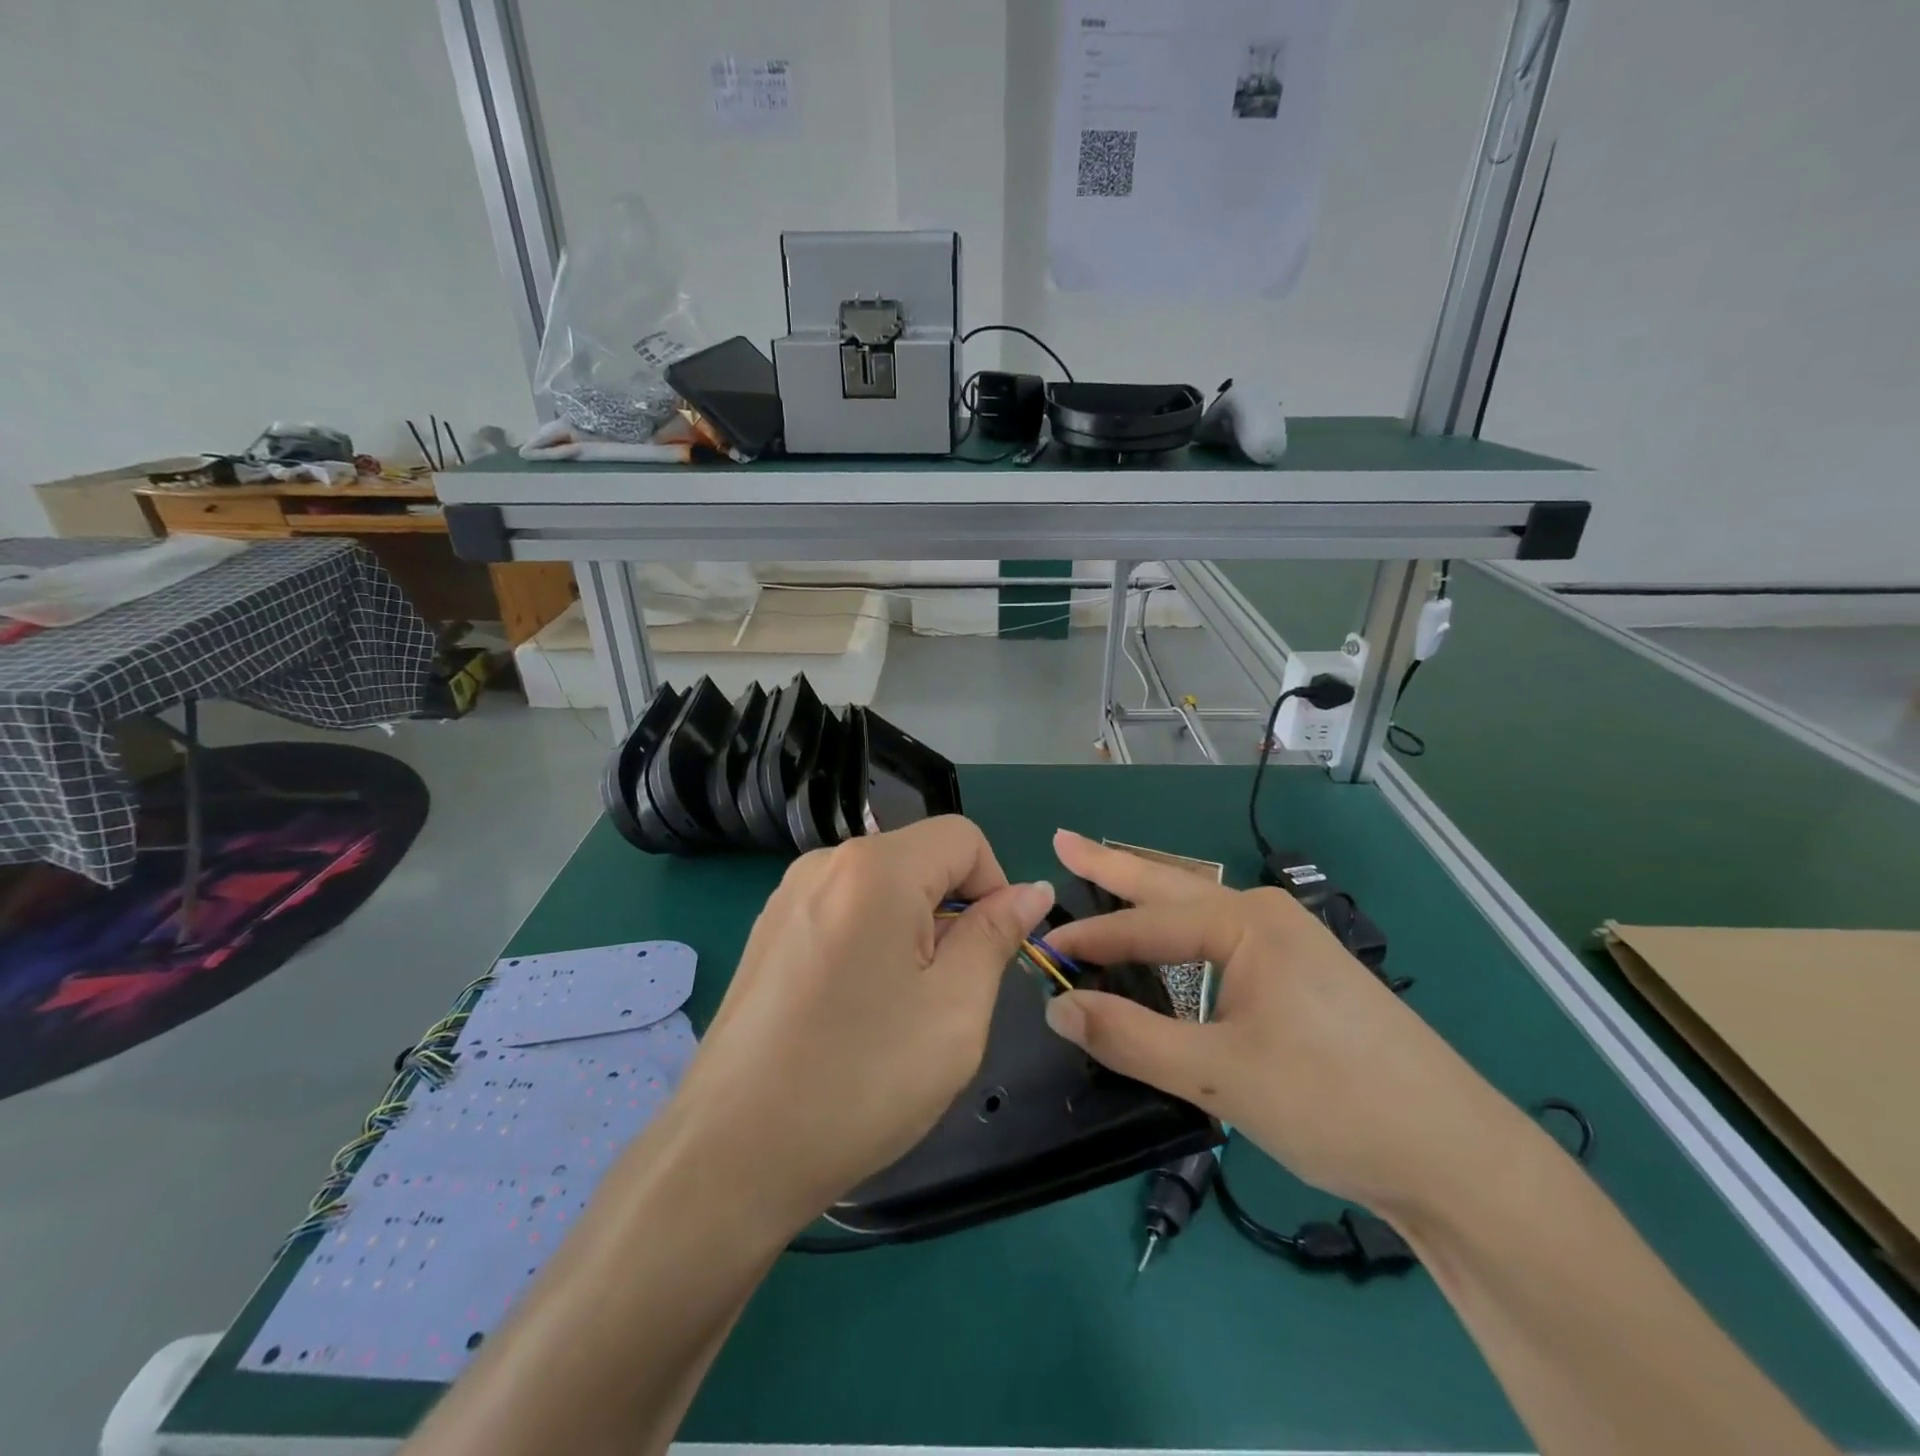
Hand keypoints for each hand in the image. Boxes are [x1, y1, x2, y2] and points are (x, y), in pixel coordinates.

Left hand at [670, 817, 1054, 1230]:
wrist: (730, 1154)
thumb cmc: (860, 1079)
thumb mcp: (955, 1009)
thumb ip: (996, 935)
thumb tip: (1031, 890)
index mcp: (875, 868)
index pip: (963, 838)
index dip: (996, 887)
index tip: (992, 954)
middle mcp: (825, 863)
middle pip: (921, 859)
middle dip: (952, 914)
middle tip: (946, 996)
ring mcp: (789, 896)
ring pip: (883, 889)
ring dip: (914, 933)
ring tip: (900, 1010)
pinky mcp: (769, 931)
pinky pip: (845, 912)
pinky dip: (872, 944)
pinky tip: (855, 1011)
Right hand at [1041, 830, 1511, 1215]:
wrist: (1458, 1159)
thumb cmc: (1335, 1104)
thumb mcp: (1221, 1076)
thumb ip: (1131, 1038)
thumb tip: (1058, 1007)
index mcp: (1247, 923)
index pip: (1145, 924)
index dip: (1090, 939)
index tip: (1042, 949)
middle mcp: (1267, 917)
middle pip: (1171, 884)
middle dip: (1114, 864)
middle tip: (1063, 840)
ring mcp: (1291, 945)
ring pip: (1199, 911)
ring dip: (1148, 896)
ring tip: (1106, 877)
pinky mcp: (1303, 978)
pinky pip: (1222, 941)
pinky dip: (1179, 934)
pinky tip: (1170, 943)